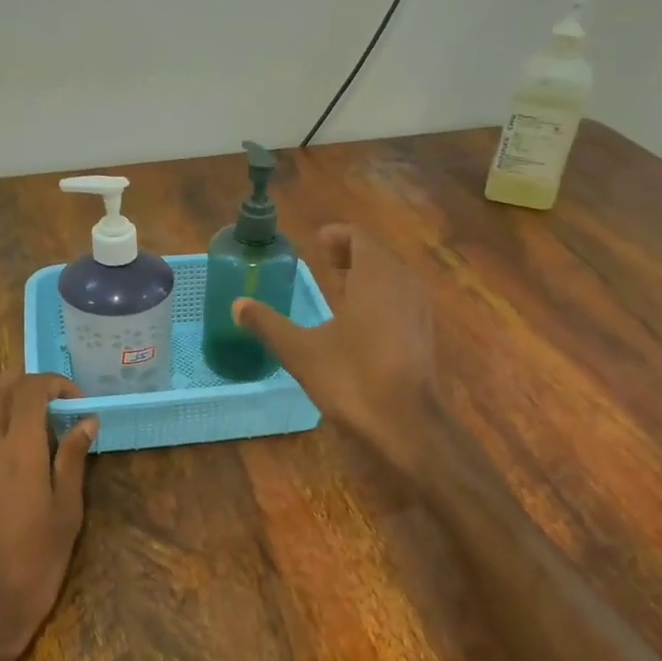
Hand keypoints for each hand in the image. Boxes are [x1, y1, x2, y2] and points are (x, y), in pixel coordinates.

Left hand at [0, 372, 97, 660]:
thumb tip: (86, 420)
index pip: (30, 389)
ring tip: (40, 432)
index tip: (76, 403)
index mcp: (17, 450)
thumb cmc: (36, 562)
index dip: (55, 384)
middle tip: (57, 407)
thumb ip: (73, 458)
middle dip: (29, 386)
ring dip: (11, 406)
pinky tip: (16, 459)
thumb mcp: (66, 511)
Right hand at [231, 225, 440, 475]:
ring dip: (366, 275)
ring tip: (339, 285)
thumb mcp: (300, 351)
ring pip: (391, 277)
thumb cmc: (352, 378)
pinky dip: (380, 295)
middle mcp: (402, 283)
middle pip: (377, 254)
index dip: (337, 236)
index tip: (316, 242)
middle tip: (324, 260)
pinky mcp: (424, 333)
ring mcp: (418, 308)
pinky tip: (359, 320)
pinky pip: (400, 298)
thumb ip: (268, 325)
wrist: (406, 424)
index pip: (359, 237)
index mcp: (375, 275)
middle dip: (350, 253)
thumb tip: (237, 304)